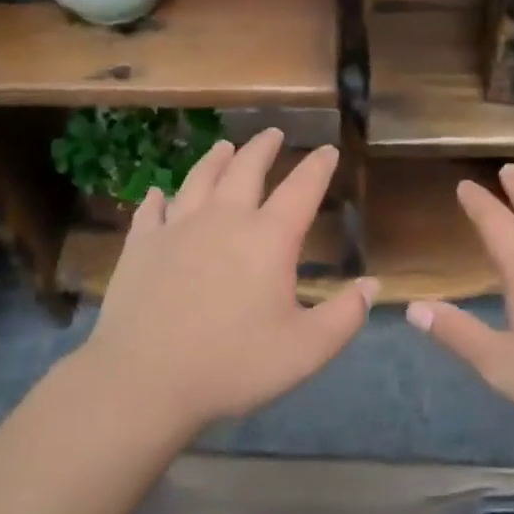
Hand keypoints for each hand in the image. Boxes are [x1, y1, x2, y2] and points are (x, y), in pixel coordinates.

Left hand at [79, 131, 376, 434]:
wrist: (144, 380)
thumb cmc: (233, 364)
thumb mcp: (306, 350)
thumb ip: (345, 316)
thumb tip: (372, 285)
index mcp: (268, 238)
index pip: (302, 189)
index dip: (318, 167)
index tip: (328, 150)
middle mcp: (224, 219)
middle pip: (246, 169)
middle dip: (263, 148)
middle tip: (273, 133)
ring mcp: (177, 228)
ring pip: (200, 179)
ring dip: (216, 159)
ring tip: (225, 147)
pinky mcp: (142, 245)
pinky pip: (152, 210)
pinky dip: (159, 198)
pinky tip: (159, 194)